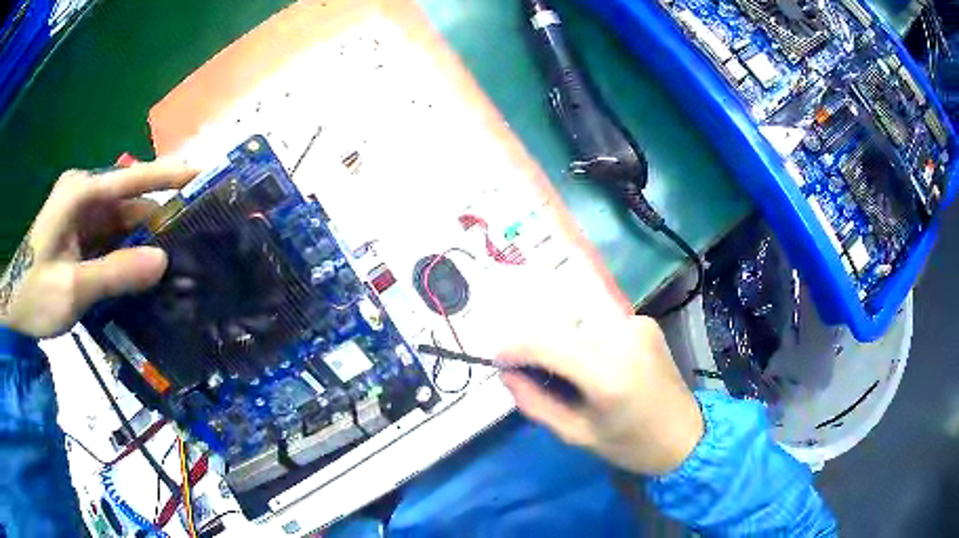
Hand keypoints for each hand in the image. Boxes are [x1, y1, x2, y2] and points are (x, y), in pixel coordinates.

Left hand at [0, 161, 197, 337]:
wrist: (14, 308)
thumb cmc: (34, 294)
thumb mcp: (71, 289)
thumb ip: (114, 274)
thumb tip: (162, 261)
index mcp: (80, 194)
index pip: (131, 178)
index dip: (167, 176)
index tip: (202, 174)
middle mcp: (84, 196)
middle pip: (129, 203)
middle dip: (157, 221)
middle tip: (193, 241)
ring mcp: (82, 215)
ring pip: (122, 224)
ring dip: (144, 244)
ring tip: (176, 262)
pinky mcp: (81, 235)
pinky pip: (111, 240)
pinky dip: (128, 255)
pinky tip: (144, 274)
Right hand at [499, 314, 703, 475]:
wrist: (685, 435)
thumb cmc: (630, 445)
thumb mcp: (576, 435)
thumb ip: (536, 403)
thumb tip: (507, 374)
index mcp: (608, 374)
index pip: (546, 343)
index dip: (515, 348)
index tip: (498, 360)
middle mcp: (623, 338)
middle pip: (560, 326)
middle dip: (534, 344)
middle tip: (526, 369)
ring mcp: (637, 324)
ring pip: (577, 321)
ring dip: (559, 340)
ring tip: (559, 369)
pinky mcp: (644, 321)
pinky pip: (599, 323)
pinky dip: (584, 338)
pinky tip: (589, 361)